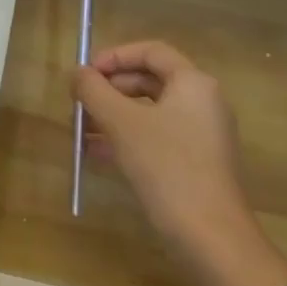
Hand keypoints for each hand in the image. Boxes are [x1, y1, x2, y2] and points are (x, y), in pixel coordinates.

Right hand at [72, 40, 257, 260]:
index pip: (151, 51)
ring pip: (149, 111)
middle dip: (109, 89)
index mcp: (193, 83)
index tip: (85, 74)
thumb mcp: (121, 122)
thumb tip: (77, 73)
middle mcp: (203, 102)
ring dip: (113, 116)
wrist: (209, 234)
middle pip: (149, 80)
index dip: (113, 56)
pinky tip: (97, 153)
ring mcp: (202, 134)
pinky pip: (156, 137)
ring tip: (81, 131)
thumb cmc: (165, 166)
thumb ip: (94, 91)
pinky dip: (127, 138)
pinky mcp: (196, 162)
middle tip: (80, 104)